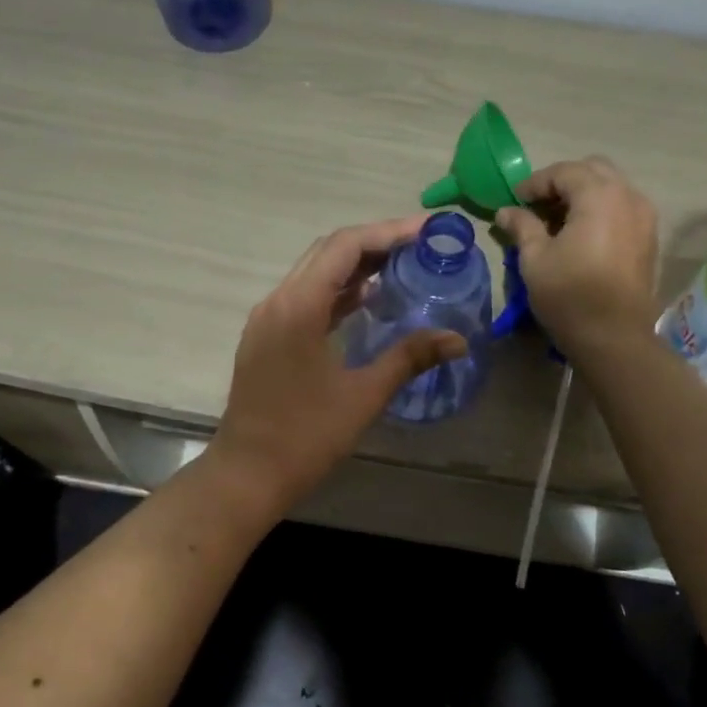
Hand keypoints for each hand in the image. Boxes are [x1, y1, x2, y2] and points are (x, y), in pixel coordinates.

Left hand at [210, 218, 466, 508]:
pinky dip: (336, 291)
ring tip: (402, 267)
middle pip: (328, 252)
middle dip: (375, 242)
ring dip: (355, 266)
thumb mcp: (363, 396)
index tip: (428, 232)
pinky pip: (304, 298)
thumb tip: (458, 340)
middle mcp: (277, 301)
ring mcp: (267, 319)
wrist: (247, 474)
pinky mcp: (266, 338)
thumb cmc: (305, 438)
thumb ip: (409, 358)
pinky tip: (367, 301)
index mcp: (298, 307)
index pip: (345, 246)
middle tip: (421, 247)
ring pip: (314, 274)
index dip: (389, 232)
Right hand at [496, 157, 659, 354]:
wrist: (614, 336)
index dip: (535, 183)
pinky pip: (622, 208)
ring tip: (557, 221)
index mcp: (599, 195)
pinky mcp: (649, 238)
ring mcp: (644, 216)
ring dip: (583, 195)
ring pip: (611, 187)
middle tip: (537, 206)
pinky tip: (580, 235)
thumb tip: (506, 211)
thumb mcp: (535, 259)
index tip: (515, 201)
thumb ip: (522, 226)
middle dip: (562, 182)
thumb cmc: (569, 294)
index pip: (563, 171)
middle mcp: (628, 196)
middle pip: (592, 170)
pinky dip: (600, 211)